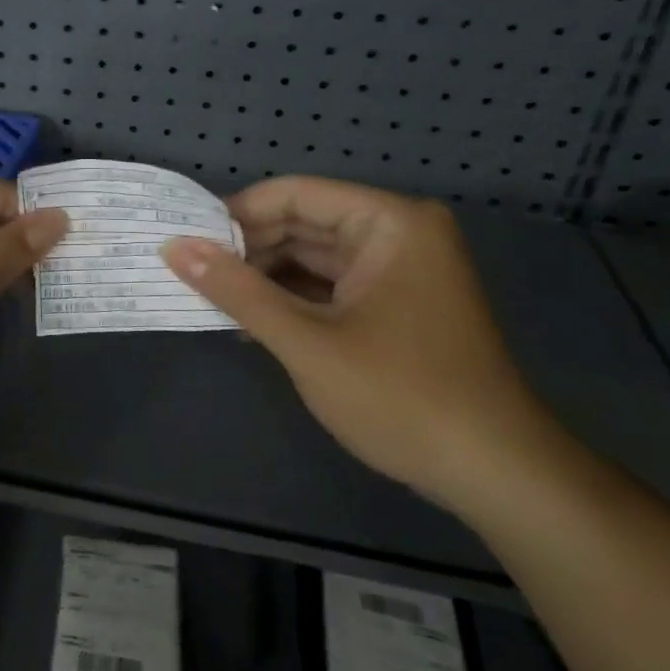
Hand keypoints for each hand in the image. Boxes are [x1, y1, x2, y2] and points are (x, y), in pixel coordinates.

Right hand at [163, 177, 558, 511]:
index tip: (184, 241)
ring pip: (313, 257)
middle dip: (246, 250)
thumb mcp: (306, 341)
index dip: (235, 215)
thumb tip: (173, 247)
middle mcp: (397, 233)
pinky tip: (248, 322)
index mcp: (388, 222)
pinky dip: (291, 301)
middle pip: (303, 223)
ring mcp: (399, 270)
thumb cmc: (401, 396)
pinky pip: (330, 286)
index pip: (294, 195)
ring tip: (209, 299)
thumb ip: (236, 290)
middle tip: (188, 274)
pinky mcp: (396, 304)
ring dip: (264, 278)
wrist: (496, 475)